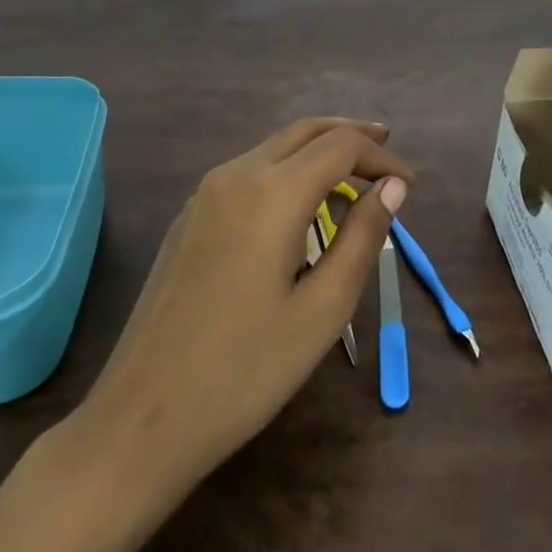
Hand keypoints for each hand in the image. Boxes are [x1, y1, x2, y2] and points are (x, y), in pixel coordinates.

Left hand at [60, 118, 410, 500]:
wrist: (141, 420)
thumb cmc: (245, 369)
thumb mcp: (324, 309)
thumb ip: (364, 237)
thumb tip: (394, 187)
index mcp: (272, 192)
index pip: (341, 146)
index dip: (381, 158)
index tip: (410, 186)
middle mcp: (236, 176)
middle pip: (305, 131)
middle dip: (351, 135)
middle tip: (387, 150)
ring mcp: (204, 195)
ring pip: (274, 147)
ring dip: (318, 151)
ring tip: (353, 177)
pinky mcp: (188, 218)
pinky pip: (249, 172)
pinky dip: (287, 170)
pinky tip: (300, 205)